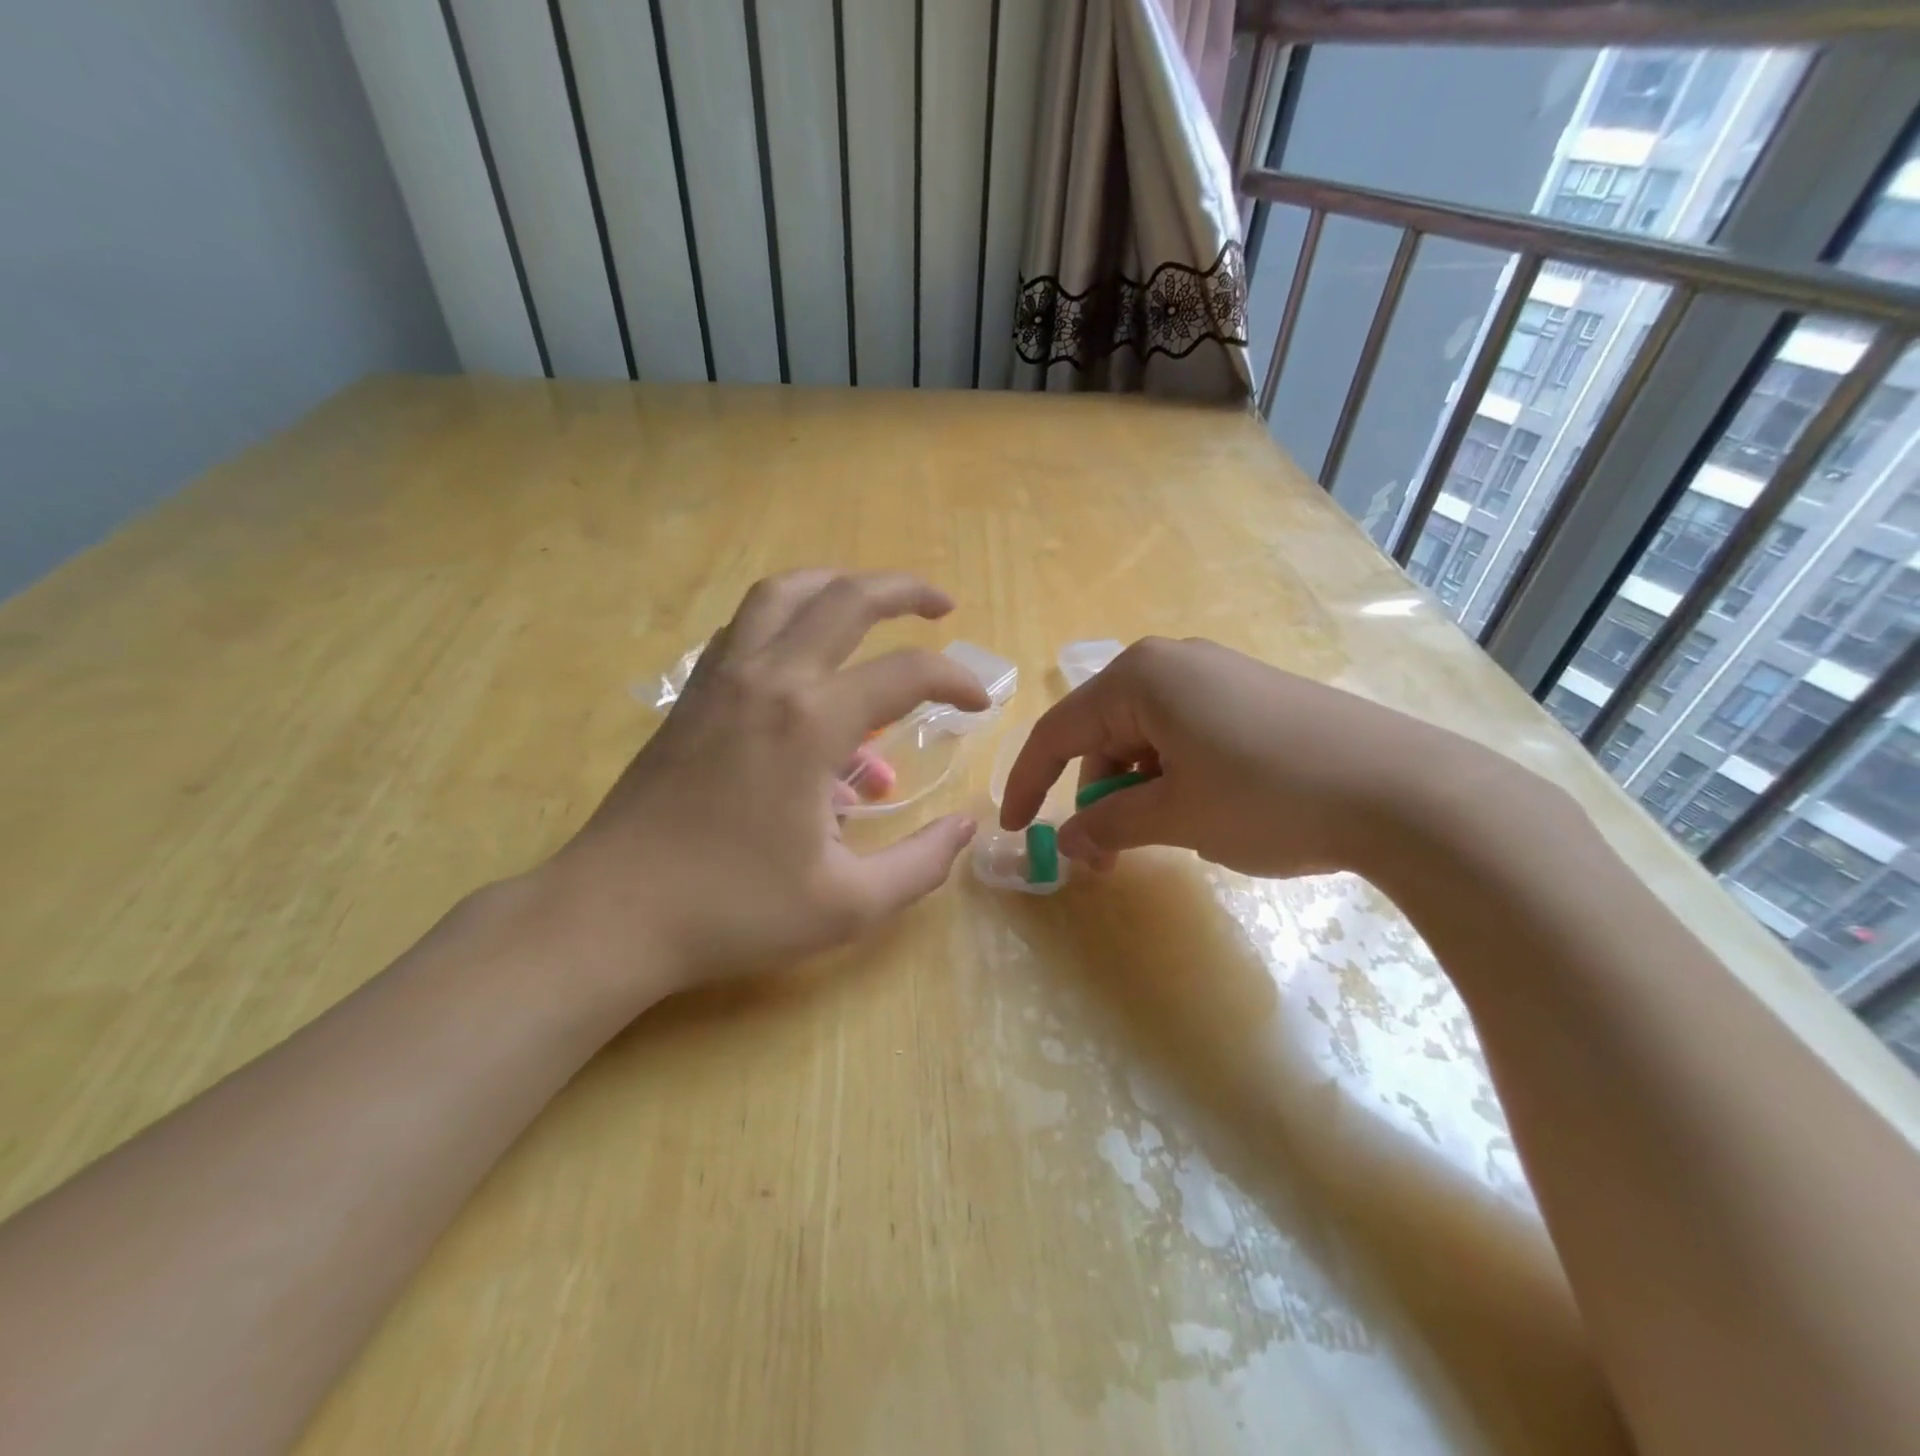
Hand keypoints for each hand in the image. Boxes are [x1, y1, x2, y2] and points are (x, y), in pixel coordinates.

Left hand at [544, 570, 989, 1006]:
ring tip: (870, 604)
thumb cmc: (733, 910)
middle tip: (941, 606)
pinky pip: (744, 627)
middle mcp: (768, 678)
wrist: (612, 914)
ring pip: (782, 594)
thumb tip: (965, 828)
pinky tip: (802, 651)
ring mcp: (721, 679)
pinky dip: (784, 616)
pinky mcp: (691, 695)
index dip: (956, 681)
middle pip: (844, 597)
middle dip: (903, 590)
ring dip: (836, 585)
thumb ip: (921, 864)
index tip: (980, 705)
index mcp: (811, 722)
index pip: (906, 673)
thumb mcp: (848, 905)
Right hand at [999, 636, 1516, 878]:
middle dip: (1093, 794)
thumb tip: (1068, 842)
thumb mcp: (1176, 816)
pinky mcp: (1253, 694)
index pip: (1058, 732)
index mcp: (1140, 677)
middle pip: (1102, 732)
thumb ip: (1109, 824)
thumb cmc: (1269, 797)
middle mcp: (1172, 662)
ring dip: (1135, 789)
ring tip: (1158, 837)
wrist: (1406, 791)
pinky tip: (1199, 809)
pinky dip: (1172, 774)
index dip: (1029, 784)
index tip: (1016, 830)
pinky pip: (1185, 732)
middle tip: (1103, 855)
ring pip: (1144, 735)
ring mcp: (1218, 674)